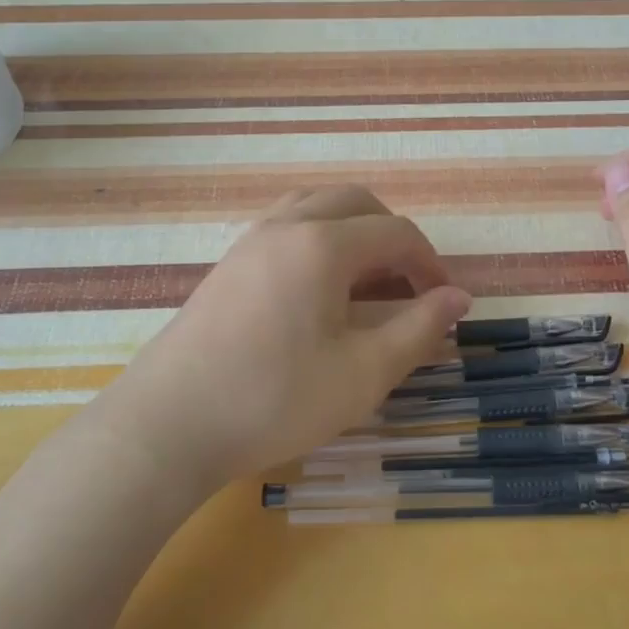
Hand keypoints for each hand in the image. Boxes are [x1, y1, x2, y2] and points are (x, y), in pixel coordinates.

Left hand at [107, 187, 471, 486]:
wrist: (169, 425)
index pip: (395, 232)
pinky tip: (318, 291)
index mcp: (323, 244)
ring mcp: (249, 241)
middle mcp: (285, 226)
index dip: (431, 264)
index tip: (445, 304)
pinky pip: (285, 227)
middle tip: (409, 285)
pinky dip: (318, 240)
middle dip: (393, 236)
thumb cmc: (274, 399)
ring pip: (315, 207)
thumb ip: (419, 329)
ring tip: (367, 280)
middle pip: (355, 202)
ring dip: (352, 231)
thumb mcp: (363, 373)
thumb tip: (459, 298)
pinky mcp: (227, 265)